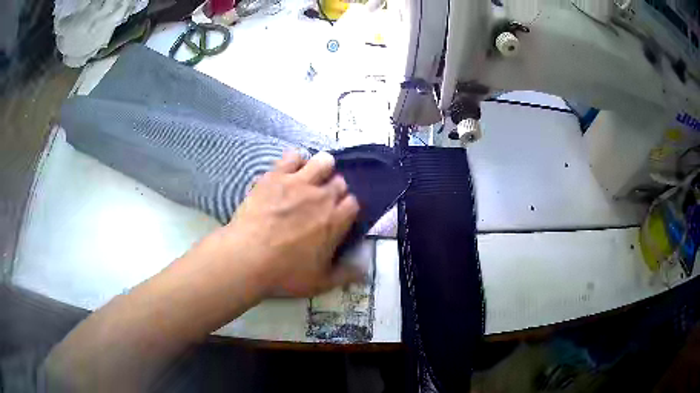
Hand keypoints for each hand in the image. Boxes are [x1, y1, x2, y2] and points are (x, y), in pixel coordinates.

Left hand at [222, 151, 361, 297]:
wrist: (247, 258)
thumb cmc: (285, 273)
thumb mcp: (320, 283)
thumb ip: (346, 275)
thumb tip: (365, 271)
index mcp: (336, 220)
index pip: (353, 203)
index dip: (347, 207)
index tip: (338, 214)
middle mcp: (322, 196)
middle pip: (339, 181)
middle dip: (334, 189)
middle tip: (321, 201)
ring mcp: (298, 182)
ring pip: (322, 162)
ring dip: (321, 168)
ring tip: (310, 178)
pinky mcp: (276, 175)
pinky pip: (292, 156)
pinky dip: (294, 161)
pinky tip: (288, 172)